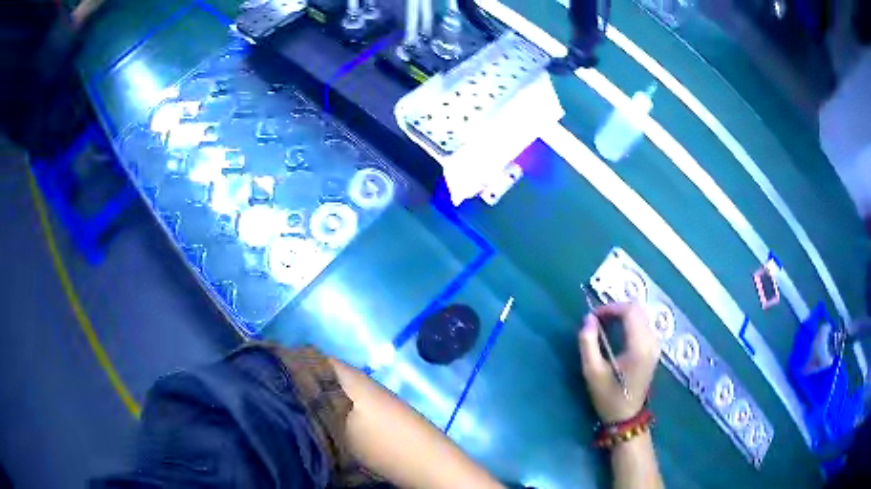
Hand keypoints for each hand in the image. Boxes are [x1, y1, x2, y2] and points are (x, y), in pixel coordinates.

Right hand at [578, 302, 659, 422]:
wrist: (626, 417)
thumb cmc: (608, 397)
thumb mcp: (593, 372)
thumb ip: (588, 343)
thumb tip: (588, 319)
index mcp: (639, 347)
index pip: (630, 311)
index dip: (611, 307)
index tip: (593, 317)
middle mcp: (652, 342)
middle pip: (638, 309)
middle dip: (616, 309)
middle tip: (597, 320)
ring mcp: (655, 345)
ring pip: (642, 315)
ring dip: (623, 315)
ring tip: (605, 326)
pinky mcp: (654, 350)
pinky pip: (644, 325)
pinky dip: (629, 322)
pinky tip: (617, 333)